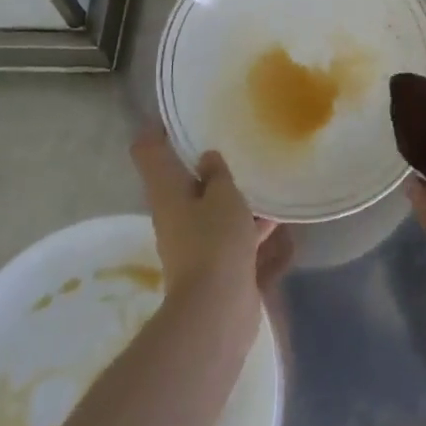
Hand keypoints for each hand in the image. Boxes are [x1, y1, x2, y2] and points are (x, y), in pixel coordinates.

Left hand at [131, 128, 290, 316]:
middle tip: (230, 137)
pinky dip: (248, 223)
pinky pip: (230, 233)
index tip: (179, 114)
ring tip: (260, 173)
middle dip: (202, 161)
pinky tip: (276, 215)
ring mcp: (193, 240)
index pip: (148, 150)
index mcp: (166, 190)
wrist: (217, 311)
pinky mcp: (215, 262)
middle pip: (181, 179)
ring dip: (230, 193)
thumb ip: (217, 173)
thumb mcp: (223, 196)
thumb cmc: (214, 241)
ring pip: (210, 206)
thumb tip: (207, 157)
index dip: (158, 128)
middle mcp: (174, 213)